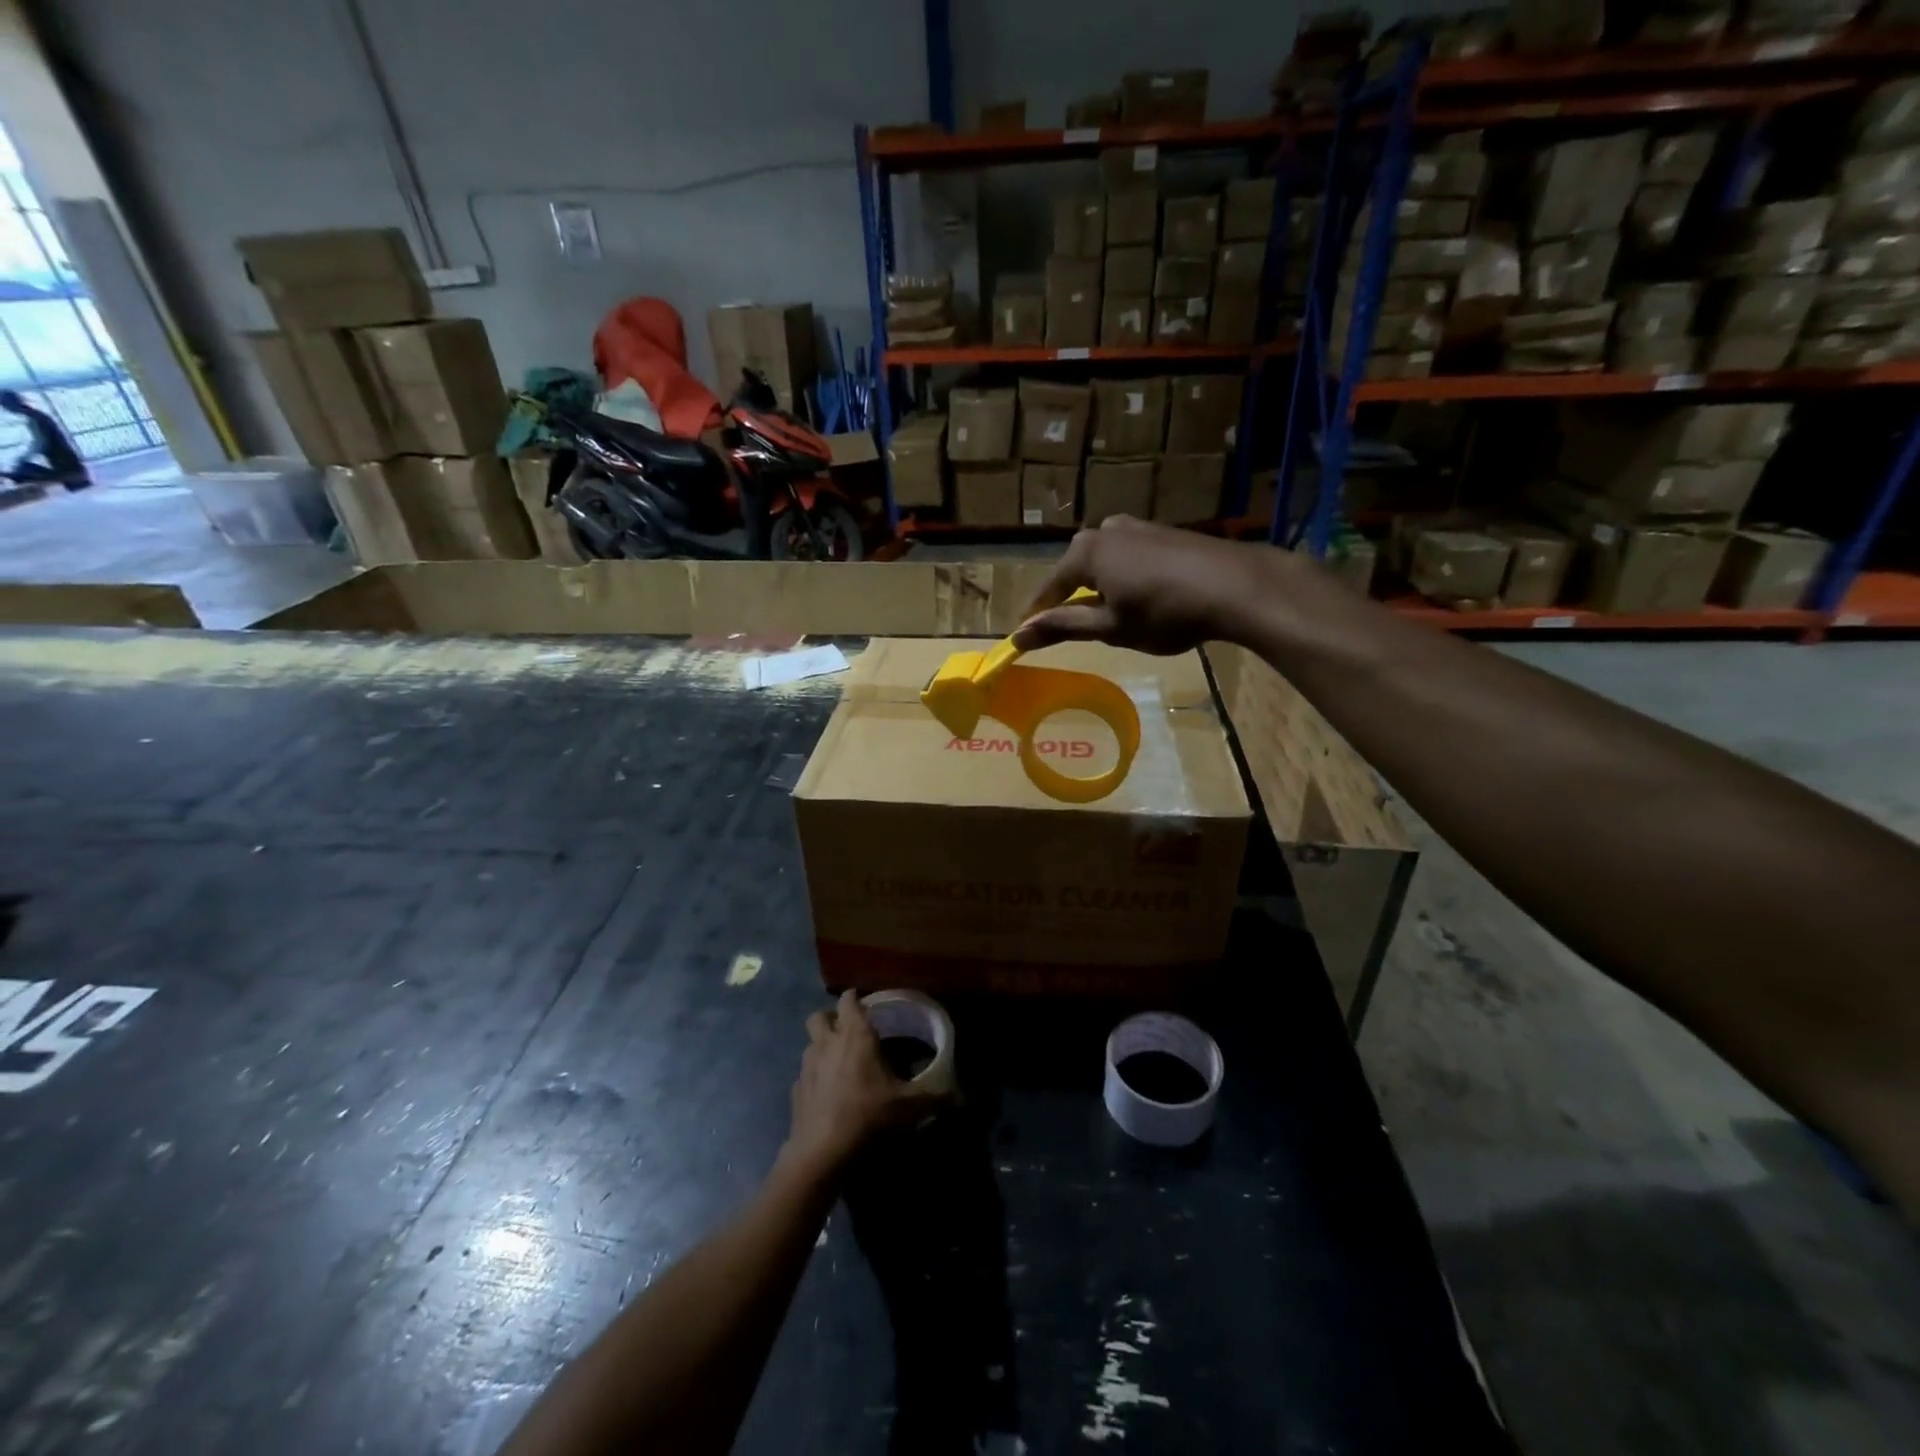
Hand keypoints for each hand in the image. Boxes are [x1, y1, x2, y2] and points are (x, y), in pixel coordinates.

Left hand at [782, 991, 943, 1176]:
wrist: (822, 1153)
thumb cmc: (868, 1116)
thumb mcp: (909, 1107)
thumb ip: (936, 1097)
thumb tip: (962, 1098)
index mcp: (854, 1036)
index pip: (849, 1000)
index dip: (856, 999)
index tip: (868, 1006)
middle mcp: (826, 1043)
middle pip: (820, 1016)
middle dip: (832, 1019)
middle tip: (849, 1032)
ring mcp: (806, 1067)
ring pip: (810, 1044)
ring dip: (822, 1047)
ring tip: (840, 1063)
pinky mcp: (796, 1092)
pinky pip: (804, 1074)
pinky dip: (815, 1077)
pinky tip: (828, 1094)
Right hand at [1011, 516, 1278, 654]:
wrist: (1236, 586)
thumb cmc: (1165, 612)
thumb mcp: (1109, 627)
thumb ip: (1062, 627)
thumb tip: (1017, 635)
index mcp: (1084, 552)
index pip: (1048, 589)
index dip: (1037, 616)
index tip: (1024, 638)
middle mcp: (1104, 530)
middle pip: (1075, 572)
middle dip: (1071, 601)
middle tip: (1075, 632)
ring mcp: (1136, 526)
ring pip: (1104, 564)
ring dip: (1101, 590)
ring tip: (1113, 619)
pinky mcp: (1162, 532)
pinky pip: (1129, 559)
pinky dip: (1126, 580)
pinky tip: (1143, 600)